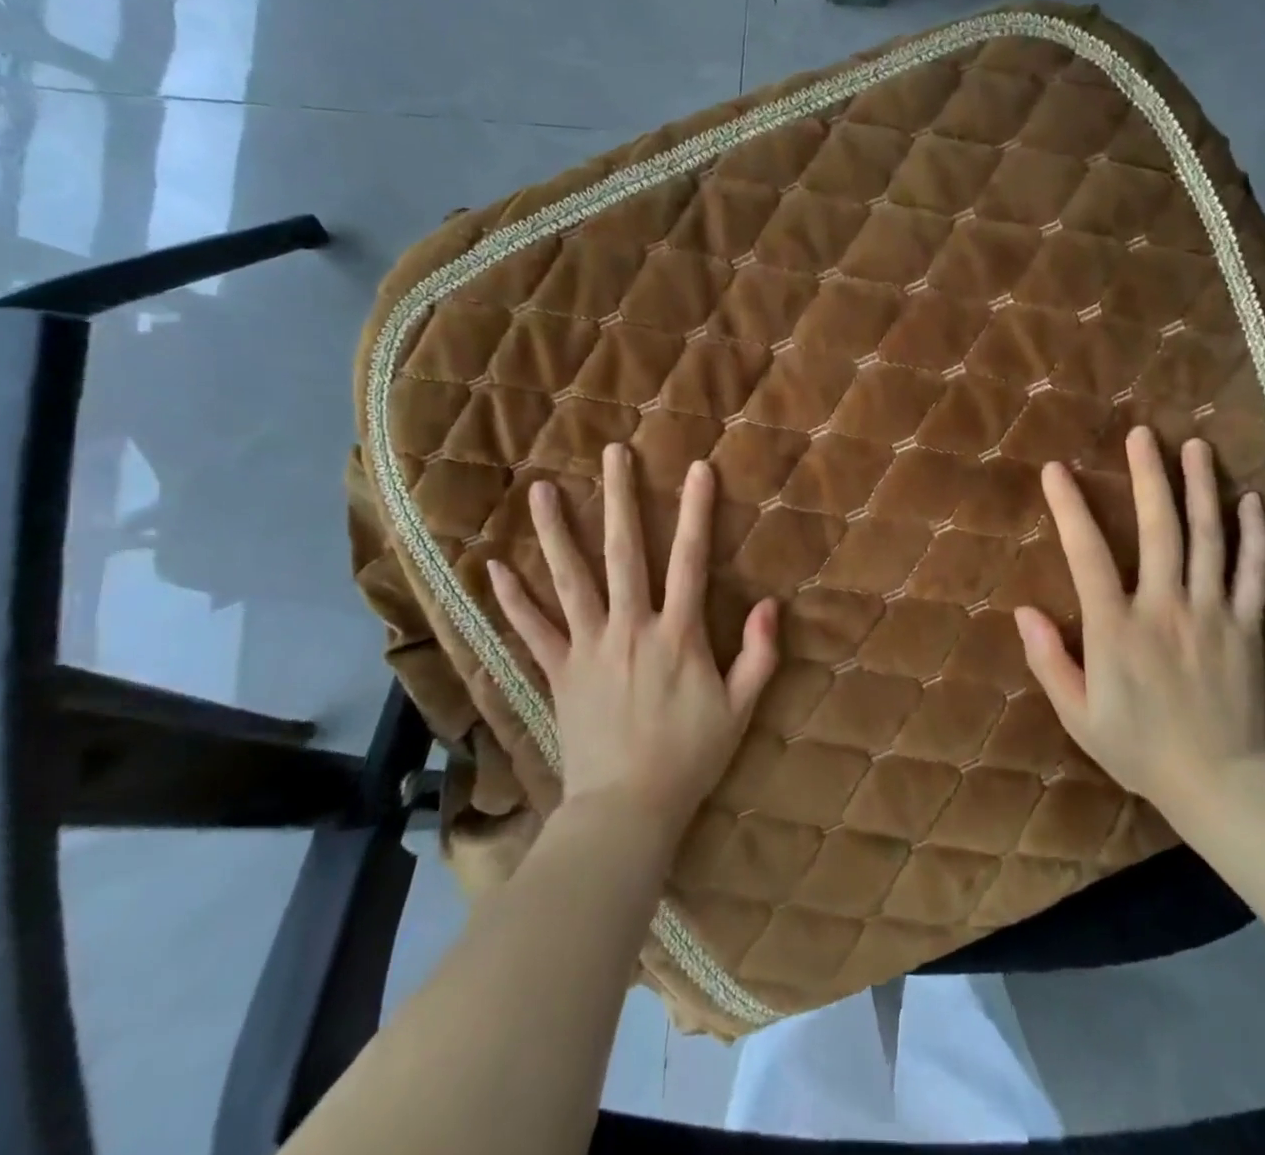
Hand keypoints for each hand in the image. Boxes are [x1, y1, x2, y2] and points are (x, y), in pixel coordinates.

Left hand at [486, 444, 778, 843]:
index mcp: (677, 634)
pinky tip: (494, 567)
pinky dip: (513, 600)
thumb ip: (758, 655)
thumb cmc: (689, 758)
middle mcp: (630, 628)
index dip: (696, 512)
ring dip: (556, 532)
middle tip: (612, 454)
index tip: (698, 469)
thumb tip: (769, 604)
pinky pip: (533, 631)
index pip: (690, 560)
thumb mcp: (739, 709)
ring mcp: (589, 648)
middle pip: (624, 552)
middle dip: (620, 498)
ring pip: (570, 580)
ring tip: (542, 490)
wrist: (627, 811)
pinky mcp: (559, 672)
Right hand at [1015, 427, 1264, 822]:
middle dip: (1149, 477)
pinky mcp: (1247, 628)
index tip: (1057, 470)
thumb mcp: (1078, 714)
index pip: (1087, 555)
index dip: (1069, 508)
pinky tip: (1250, 501)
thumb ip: (1049, 660)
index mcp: (1117, 629)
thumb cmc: (1139, 749)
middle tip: (1143, 434)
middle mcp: (1165, 608)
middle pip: (1159, 530)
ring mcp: (1212, 614)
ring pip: (1208, 540)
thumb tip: (1023, 610)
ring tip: (1195, 447)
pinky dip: (1253, 535)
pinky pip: (1255, 574)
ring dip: (1200, 489)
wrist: (1221, 785)